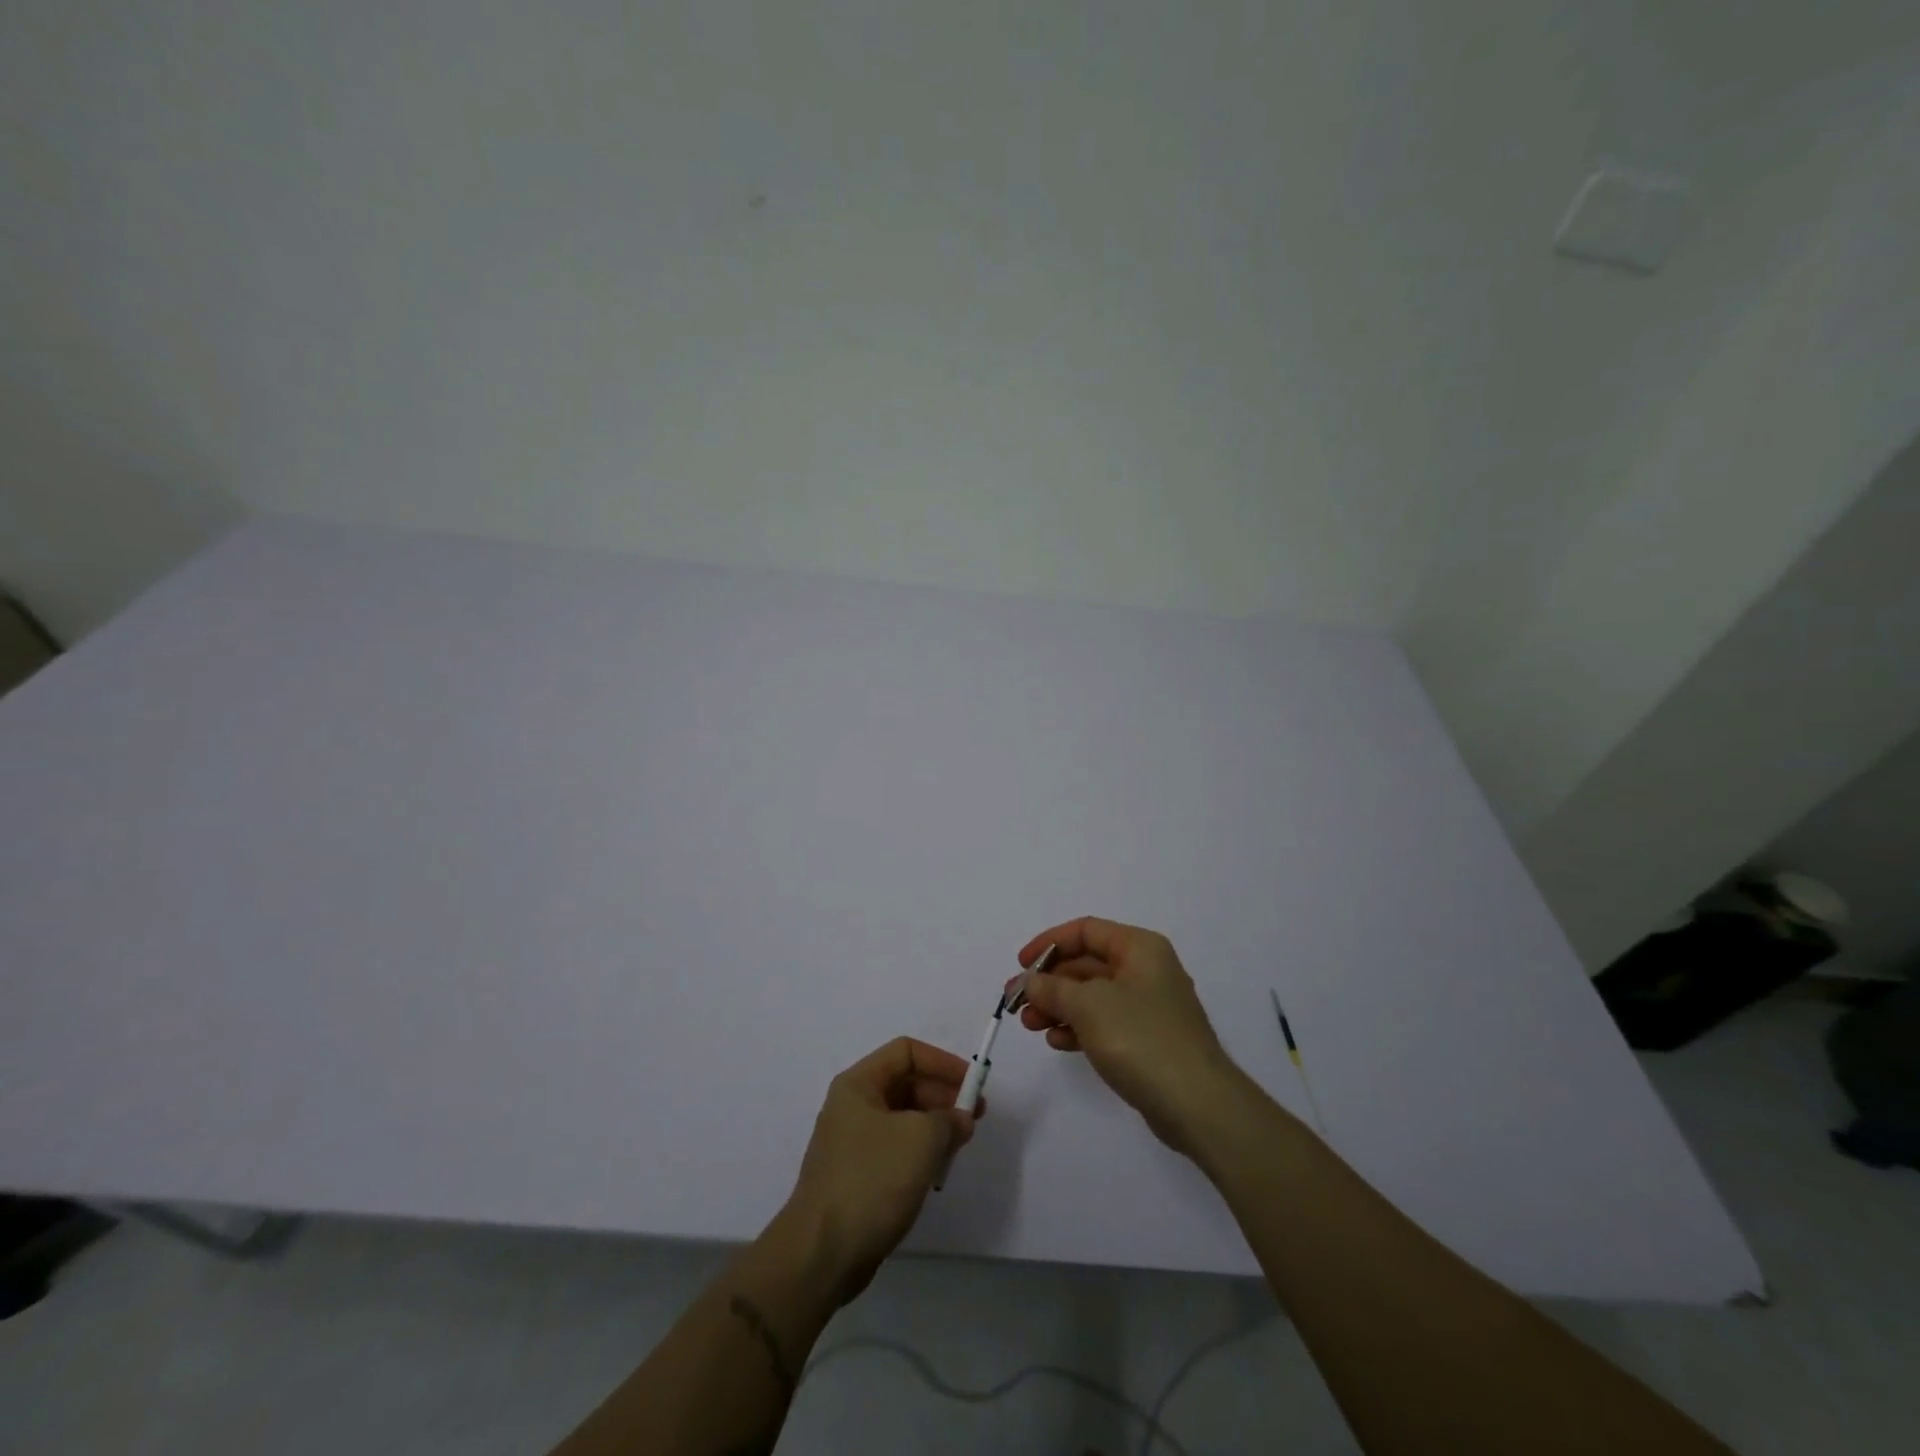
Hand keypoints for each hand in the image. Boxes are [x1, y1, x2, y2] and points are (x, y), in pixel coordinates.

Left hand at [781, 1037, 978, 1303]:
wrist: (822, 1253)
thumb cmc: (872, 1180)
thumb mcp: (921, 1139)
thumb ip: (949, 1120)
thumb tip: (961, 1119)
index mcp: (858, 1084)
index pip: (906, 1052)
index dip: (942, 1062)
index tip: (972, 1085)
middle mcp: (852, 1105)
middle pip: (905, 1083)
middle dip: (942, 1096)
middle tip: (974, 1117)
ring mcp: (852, 1142)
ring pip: (902, 1118)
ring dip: (934, 1125)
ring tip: (960, 1145)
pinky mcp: (856, 1175)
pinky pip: (895, 1148)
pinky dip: (919, 1151)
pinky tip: (937, 1170)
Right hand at [1018, 917, 1243, 1155]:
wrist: (1197, 1104)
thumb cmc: (1141, 1038)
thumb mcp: (1088, 1005)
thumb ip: (1051, 988)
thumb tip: (1027, 982)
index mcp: (1139, 948)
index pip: (1085, 931)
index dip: (1048, 943)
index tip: (1020, 966)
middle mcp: (1146, 970)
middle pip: (1087, 964)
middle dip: (1050, 981)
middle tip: (1017, 1002)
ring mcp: (1149, 1007)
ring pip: (1093, 996)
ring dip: (1059, 1006)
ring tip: (1030, 1025)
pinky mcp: (1148, 1040)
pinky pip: (1105, 1023)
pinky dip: (1079, 1027)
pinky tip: (1058, 1042)